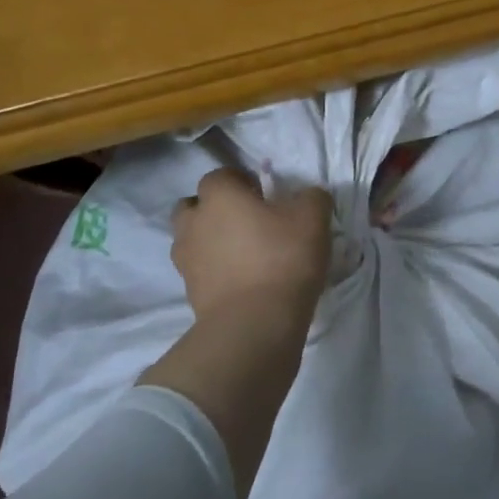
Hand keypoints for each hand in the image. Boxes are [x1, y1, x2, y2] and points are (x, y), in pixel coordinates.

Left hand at [172, 169, 332, 327]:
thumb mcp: (313, 218)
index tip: (264, 195)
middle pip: (194, 206)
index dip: (241, 180)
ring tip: (242, 253)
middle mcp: (194, 222)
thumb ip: (311, 197)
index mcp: (218, 196)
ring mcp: (186, 260)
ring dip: (210, 240)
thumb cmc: (282, 258)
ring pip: (192, 239)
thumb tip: (307, 197)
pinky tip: (242, 279)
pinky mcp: (190, 292)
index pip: (220, 175)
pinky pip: (200, 271)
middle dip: (214, 209)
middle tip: (247, 221)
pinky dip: (214, 270)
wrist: (254, 323)